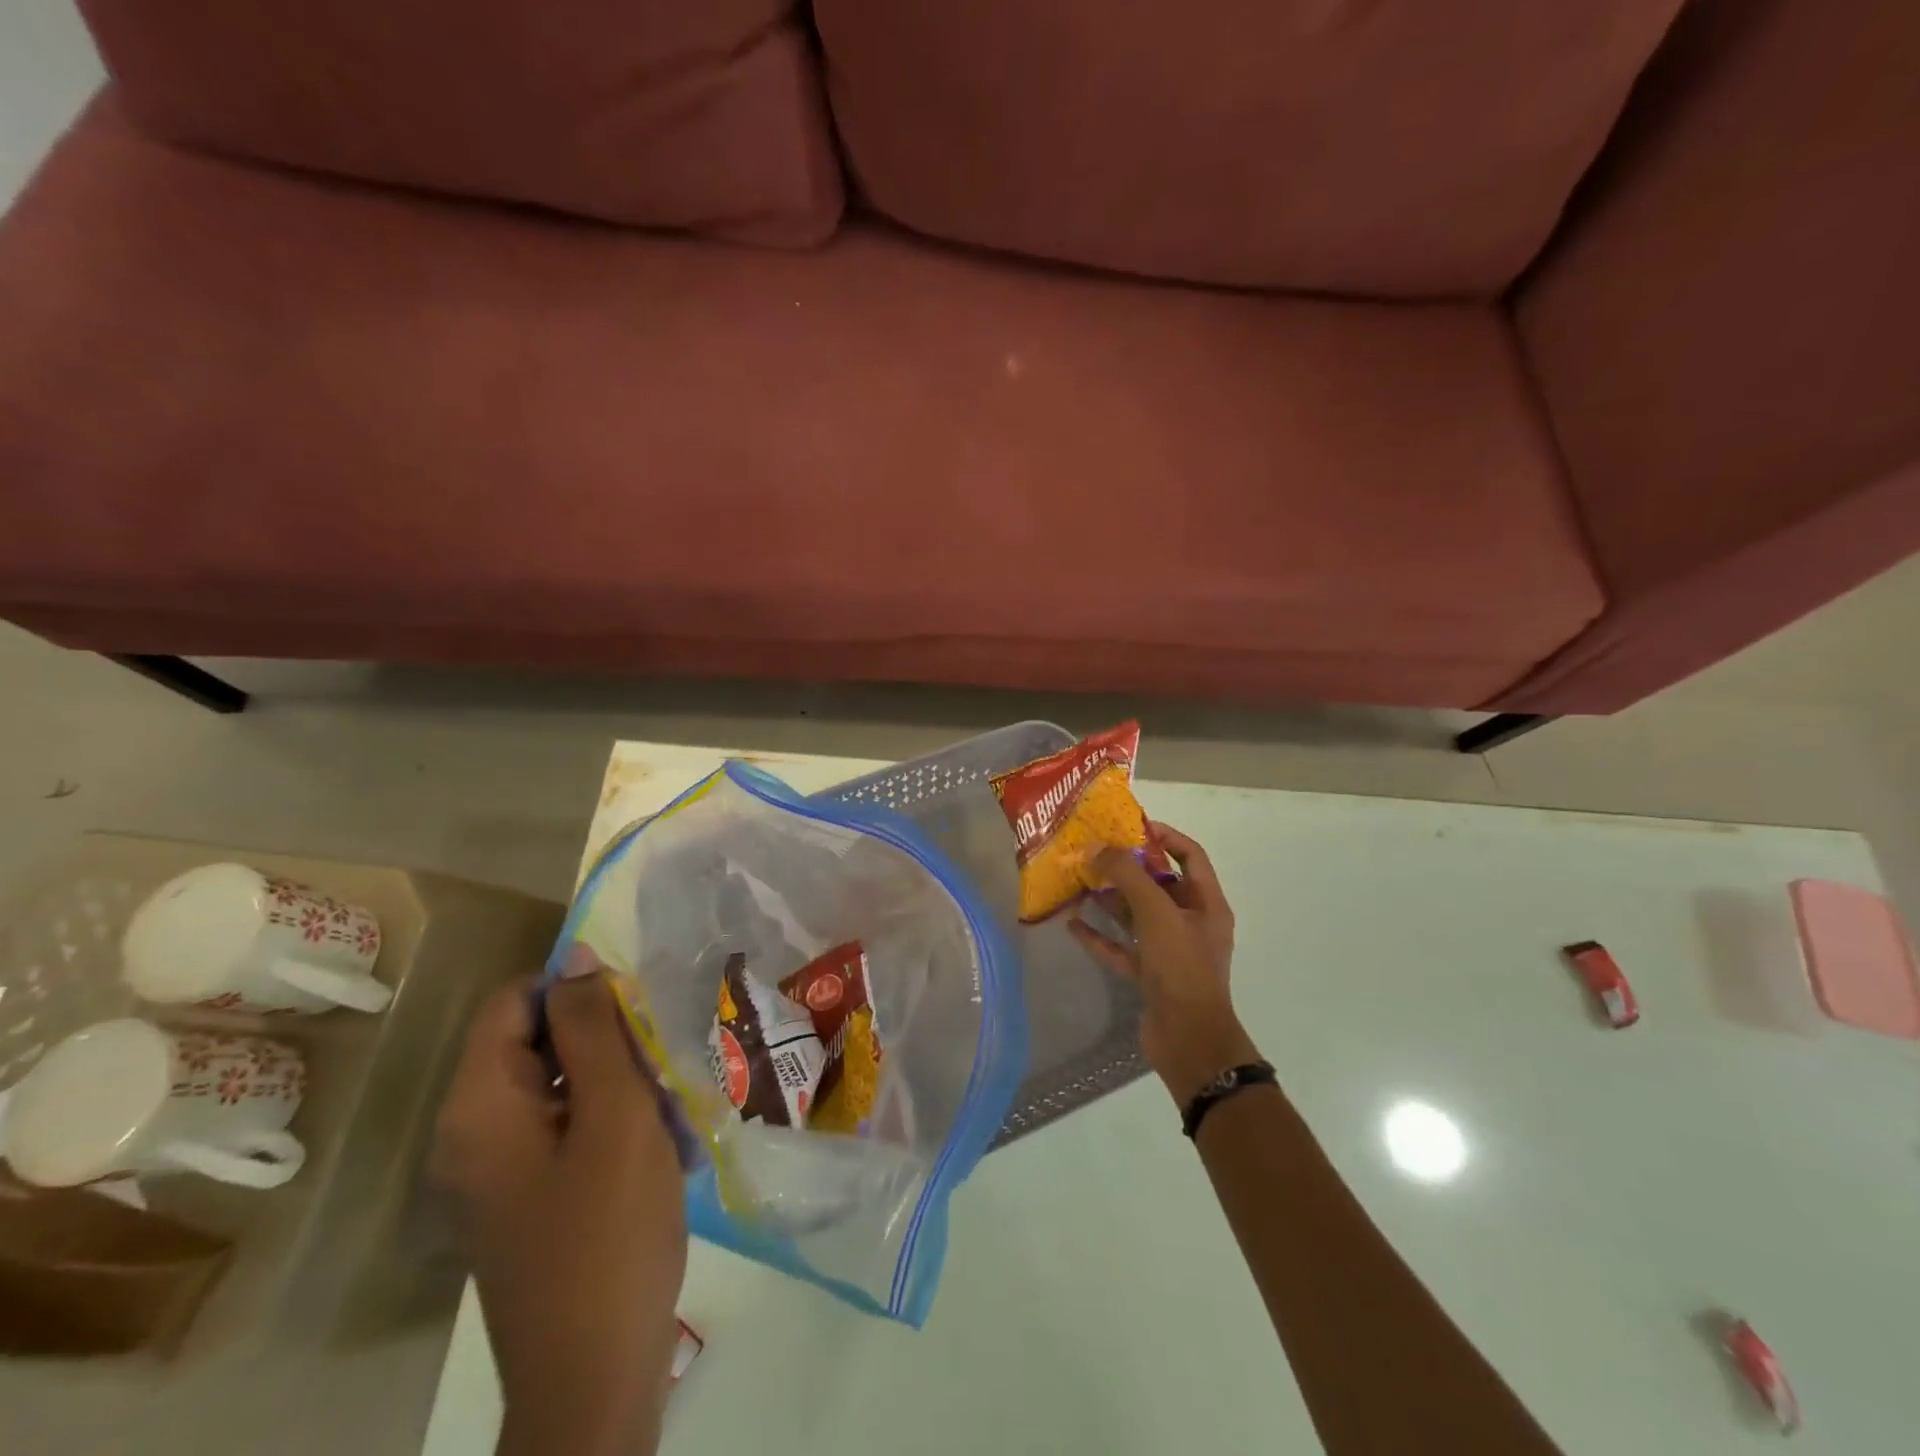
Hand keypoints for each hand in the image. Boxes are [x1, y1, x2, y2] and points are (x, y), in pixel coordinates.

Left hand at [432, 974, 686, 1455]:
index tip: (639, 1005)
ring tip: (674, 1105)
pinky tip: (664, 1145)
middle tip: (665, 1058)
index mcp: (479, 1106)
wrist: (595, 1377)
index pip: (515, 1003)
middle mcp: (474, 1132)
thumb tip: (577, 958)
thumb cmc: (608, 1233)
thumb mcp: (614, 1115)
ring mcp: (499, 1170)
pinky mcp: (528, 1197)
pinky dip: (615, 1120)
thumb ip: (594, 1031)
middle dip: (608, 1038)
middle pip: (539, 1042)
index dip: (576, 988)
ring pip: (563, 1084)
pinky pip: (569, 1127)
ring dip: (621, 1080)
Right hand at [1069, 823, 1260, 1106]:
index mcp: (1207, 904)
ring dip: (1110, 900)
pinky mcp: (1149, 975)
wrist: (1189, 1041)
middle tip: (1094, 852)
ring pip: (1137, 916)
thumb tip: (1097, 847)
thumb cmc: (1181, 967)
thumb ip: (1127, 876)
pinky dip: (1100, 936)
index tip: (1130, 827)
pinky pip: (1122, 947)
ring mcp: (1169, 951)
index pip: (1190, 856)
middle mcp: (1190, 923)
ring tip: (1079, 882)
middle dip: (1128, 868)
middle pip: (1159, 885)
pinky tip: (1073, 925)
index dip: (1164, 836)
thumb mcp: (1157, 913)